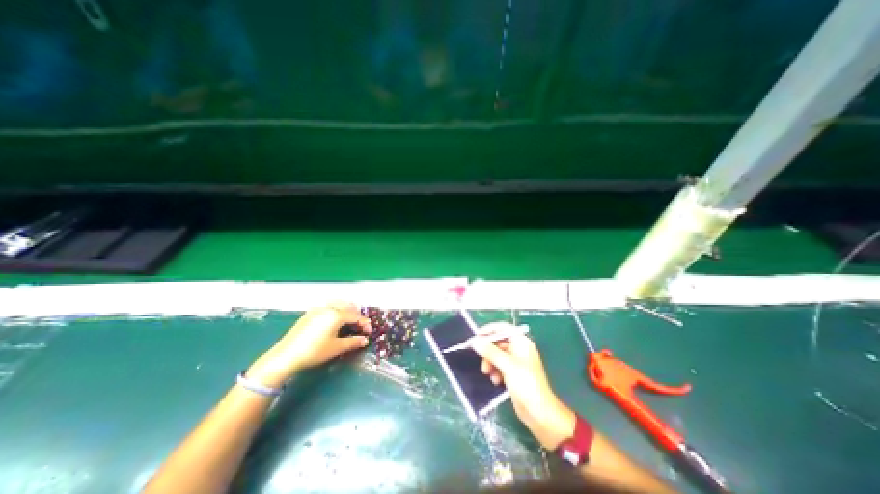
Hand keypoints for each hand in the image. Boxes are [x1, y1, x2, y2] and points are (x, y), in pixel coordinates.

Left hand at [246, 304, 371, 387]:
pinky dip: (337, 308)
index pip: (356, 316)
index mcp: (336, 315)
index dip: (365, 323)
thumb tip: (365, 340)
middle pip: (348, 306)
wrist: (285, 356)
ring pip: (338, 303)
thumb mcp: (336, 348)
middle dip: (357, 314)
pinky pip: (328, 305)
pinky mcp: (310, 313)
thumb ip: (353, 342)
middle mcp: (328, 308)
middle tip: (361, 325)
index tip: (369, 332)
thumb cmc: (314, 352)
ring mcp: (318, 309)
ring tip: (351, 319)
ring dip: (347, 309)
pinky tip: (335, 318)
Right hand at [475, 324, 578, 450]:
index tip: (476, 336)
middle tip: (479, 358)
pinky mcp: (514, 374)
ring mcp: (517, 362)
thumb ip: (490, 351)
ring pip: (497, 355)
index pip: (503, 328)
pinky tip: (496, 381)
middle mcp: (519, 349)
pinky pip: (500, 366)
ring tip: (487, 373)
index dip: (489, 330)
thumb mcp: (506, 365)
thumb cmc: (526, 384)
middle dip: (488, 350)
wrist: (539, 413)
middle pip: (499, 342)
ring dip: (490, 362)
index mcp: (521, 342)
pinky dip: (495, 371)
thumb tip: (475, 341)